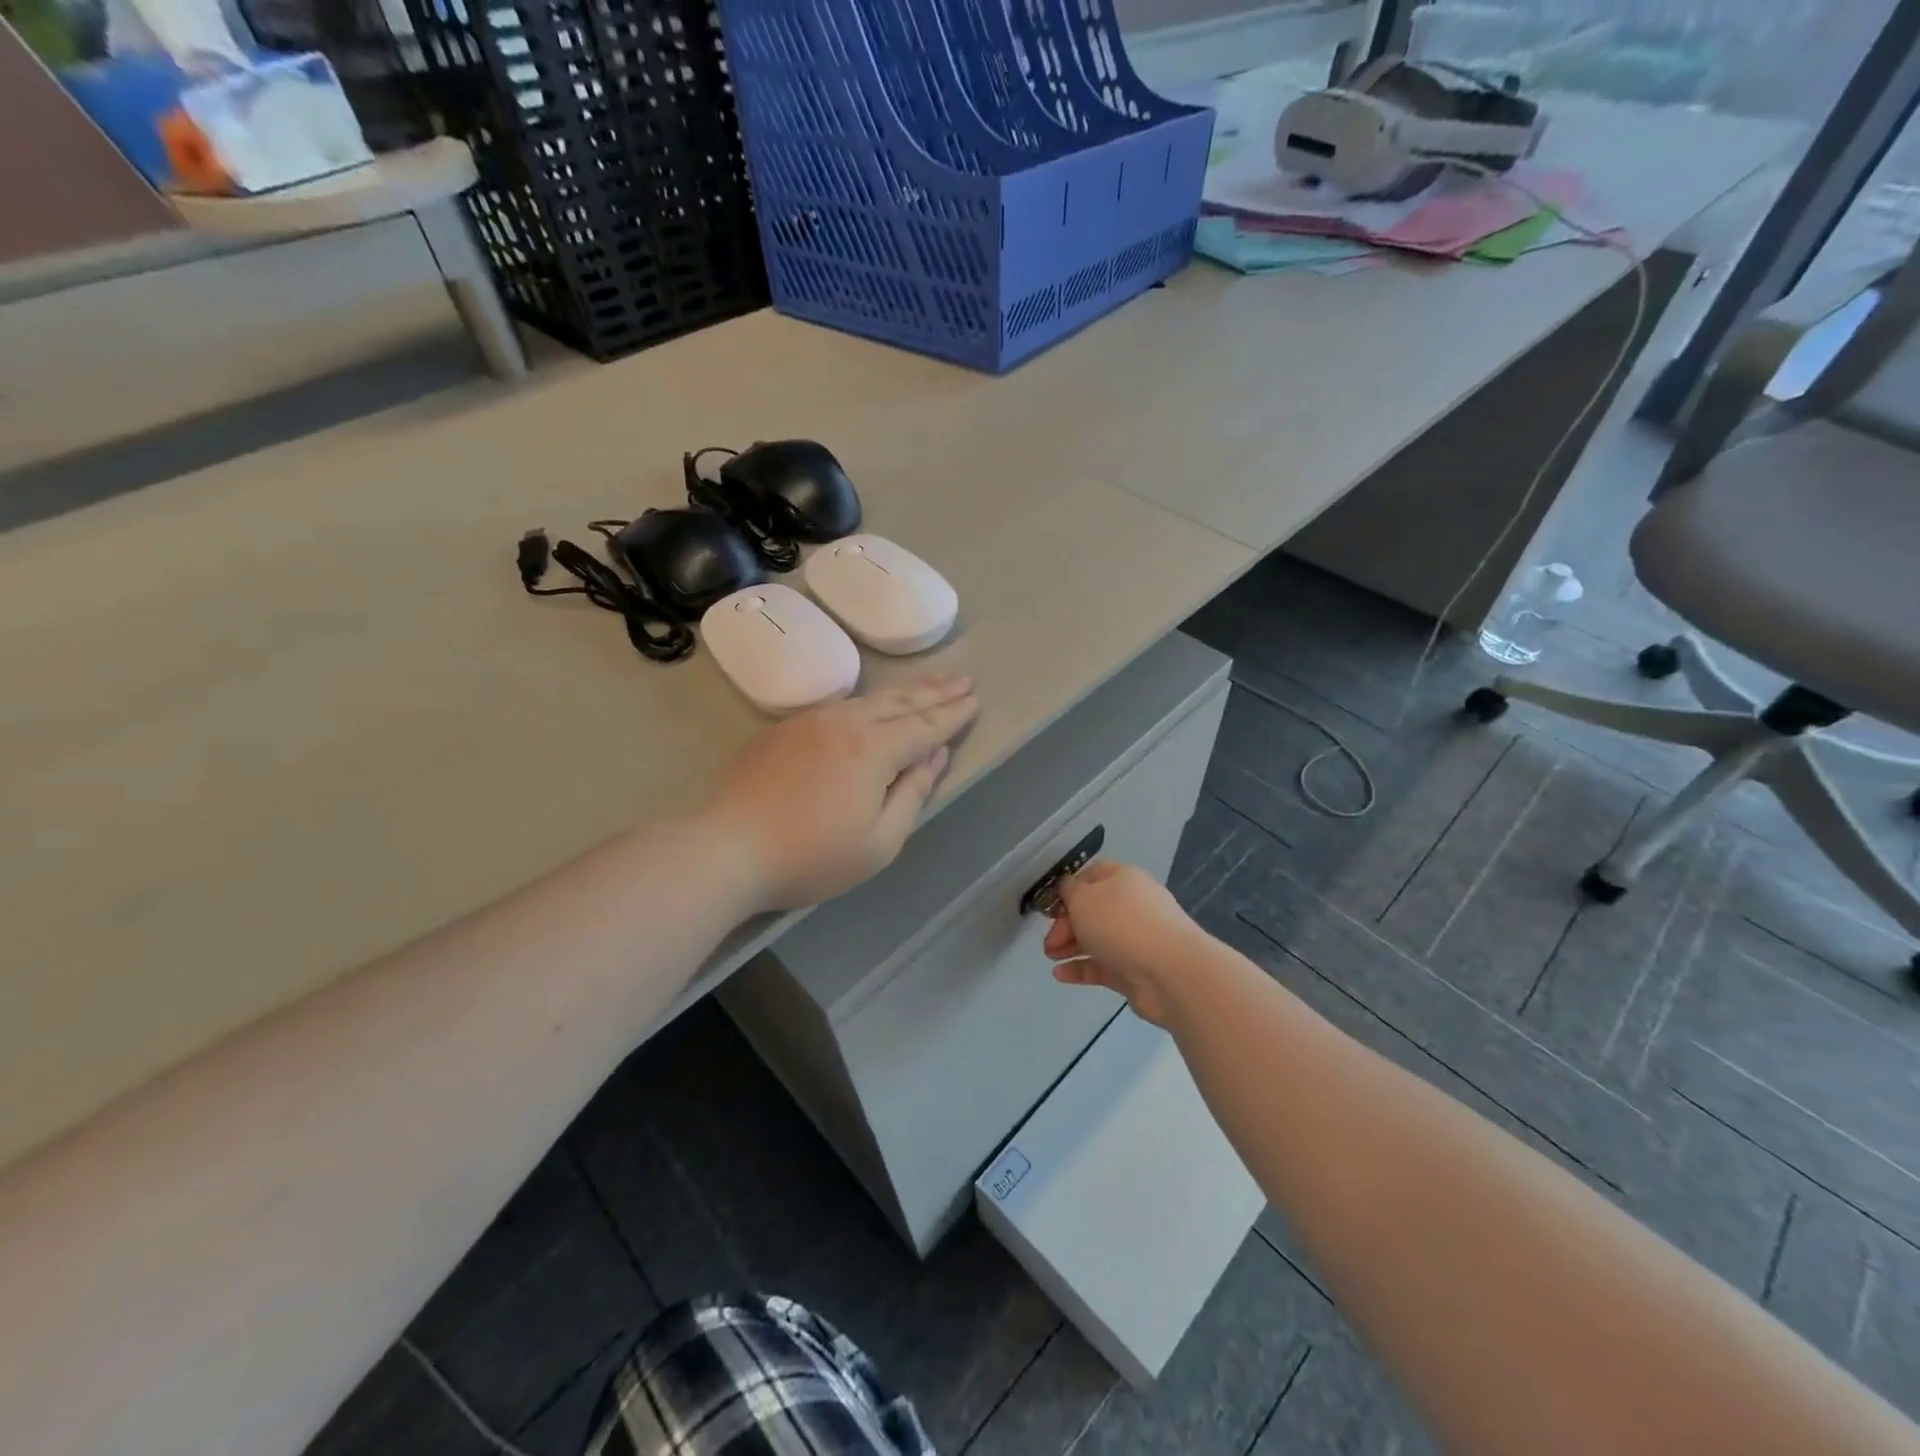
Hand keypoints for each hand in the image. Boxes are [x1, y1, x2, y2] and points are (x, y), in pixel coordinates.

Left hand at [701, 675, 977, 909]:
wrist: (725, 848)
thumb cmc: (809, 857)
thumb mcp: (878, 843)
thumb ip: (912, 794)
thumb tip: (935, 755)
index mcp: (873, 749)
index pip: (925, 726)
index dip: (952, 715)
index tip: (975, 701)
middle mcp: (845, 723)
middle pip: (900, 702)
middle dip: (935, 692)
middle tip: (963, 680)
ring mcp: (811, 722)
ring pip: (870, 699)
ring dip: (905, 691)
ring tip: (930, 683)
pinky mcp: (785, 729)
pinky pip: (841, 706)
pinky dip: (870, 701)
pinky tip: (875, 704)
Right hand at [1042, 861, 1205, 1026]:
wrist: (1170, 972)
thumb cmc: (1121, 923)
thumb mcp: (1083, 897)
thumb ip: (1069, 890)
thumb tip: (1067, 888)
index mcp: (1123, 879)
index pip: (1091, 876)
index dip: (1068, 889)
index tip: (1049, 906)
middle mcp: (1131, 906)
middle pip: (1092, 911)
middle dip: (1065, 924)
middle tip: (1049, 941)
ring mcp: (1136, 940)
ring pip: (1096, 939)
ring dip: (1070, 946)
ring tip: (1051, 957)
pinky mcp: (1135, 971)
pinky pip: (1102, 966)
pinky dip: (1081, 968)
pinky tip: (1060, 975)